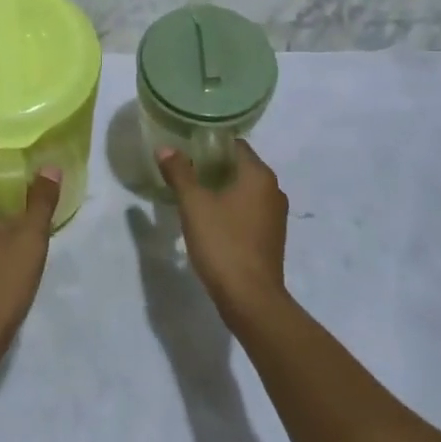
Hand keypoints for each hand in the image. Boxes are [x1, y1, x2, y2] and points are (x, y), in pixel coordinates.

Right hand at [155, 141, 288, 326]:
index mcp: (259, 175)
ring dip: (222, 188)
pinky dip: (231, 207)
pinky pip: (249, 210)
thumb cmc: (223, 243)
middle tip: (183, 168)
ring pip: (245, 190)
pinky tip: (209, 218)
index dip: (210, 143)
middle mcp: (273, 190)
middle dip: (213, 165)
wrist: (250, 299)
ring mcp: (275, 216)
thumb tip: (165, 148)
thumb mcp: (194, 204)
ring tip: (192, 192)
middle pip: (240, 166)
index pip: (235, 145)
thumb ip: (180, 172)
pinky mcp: (271, 237)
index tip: (186, 146)